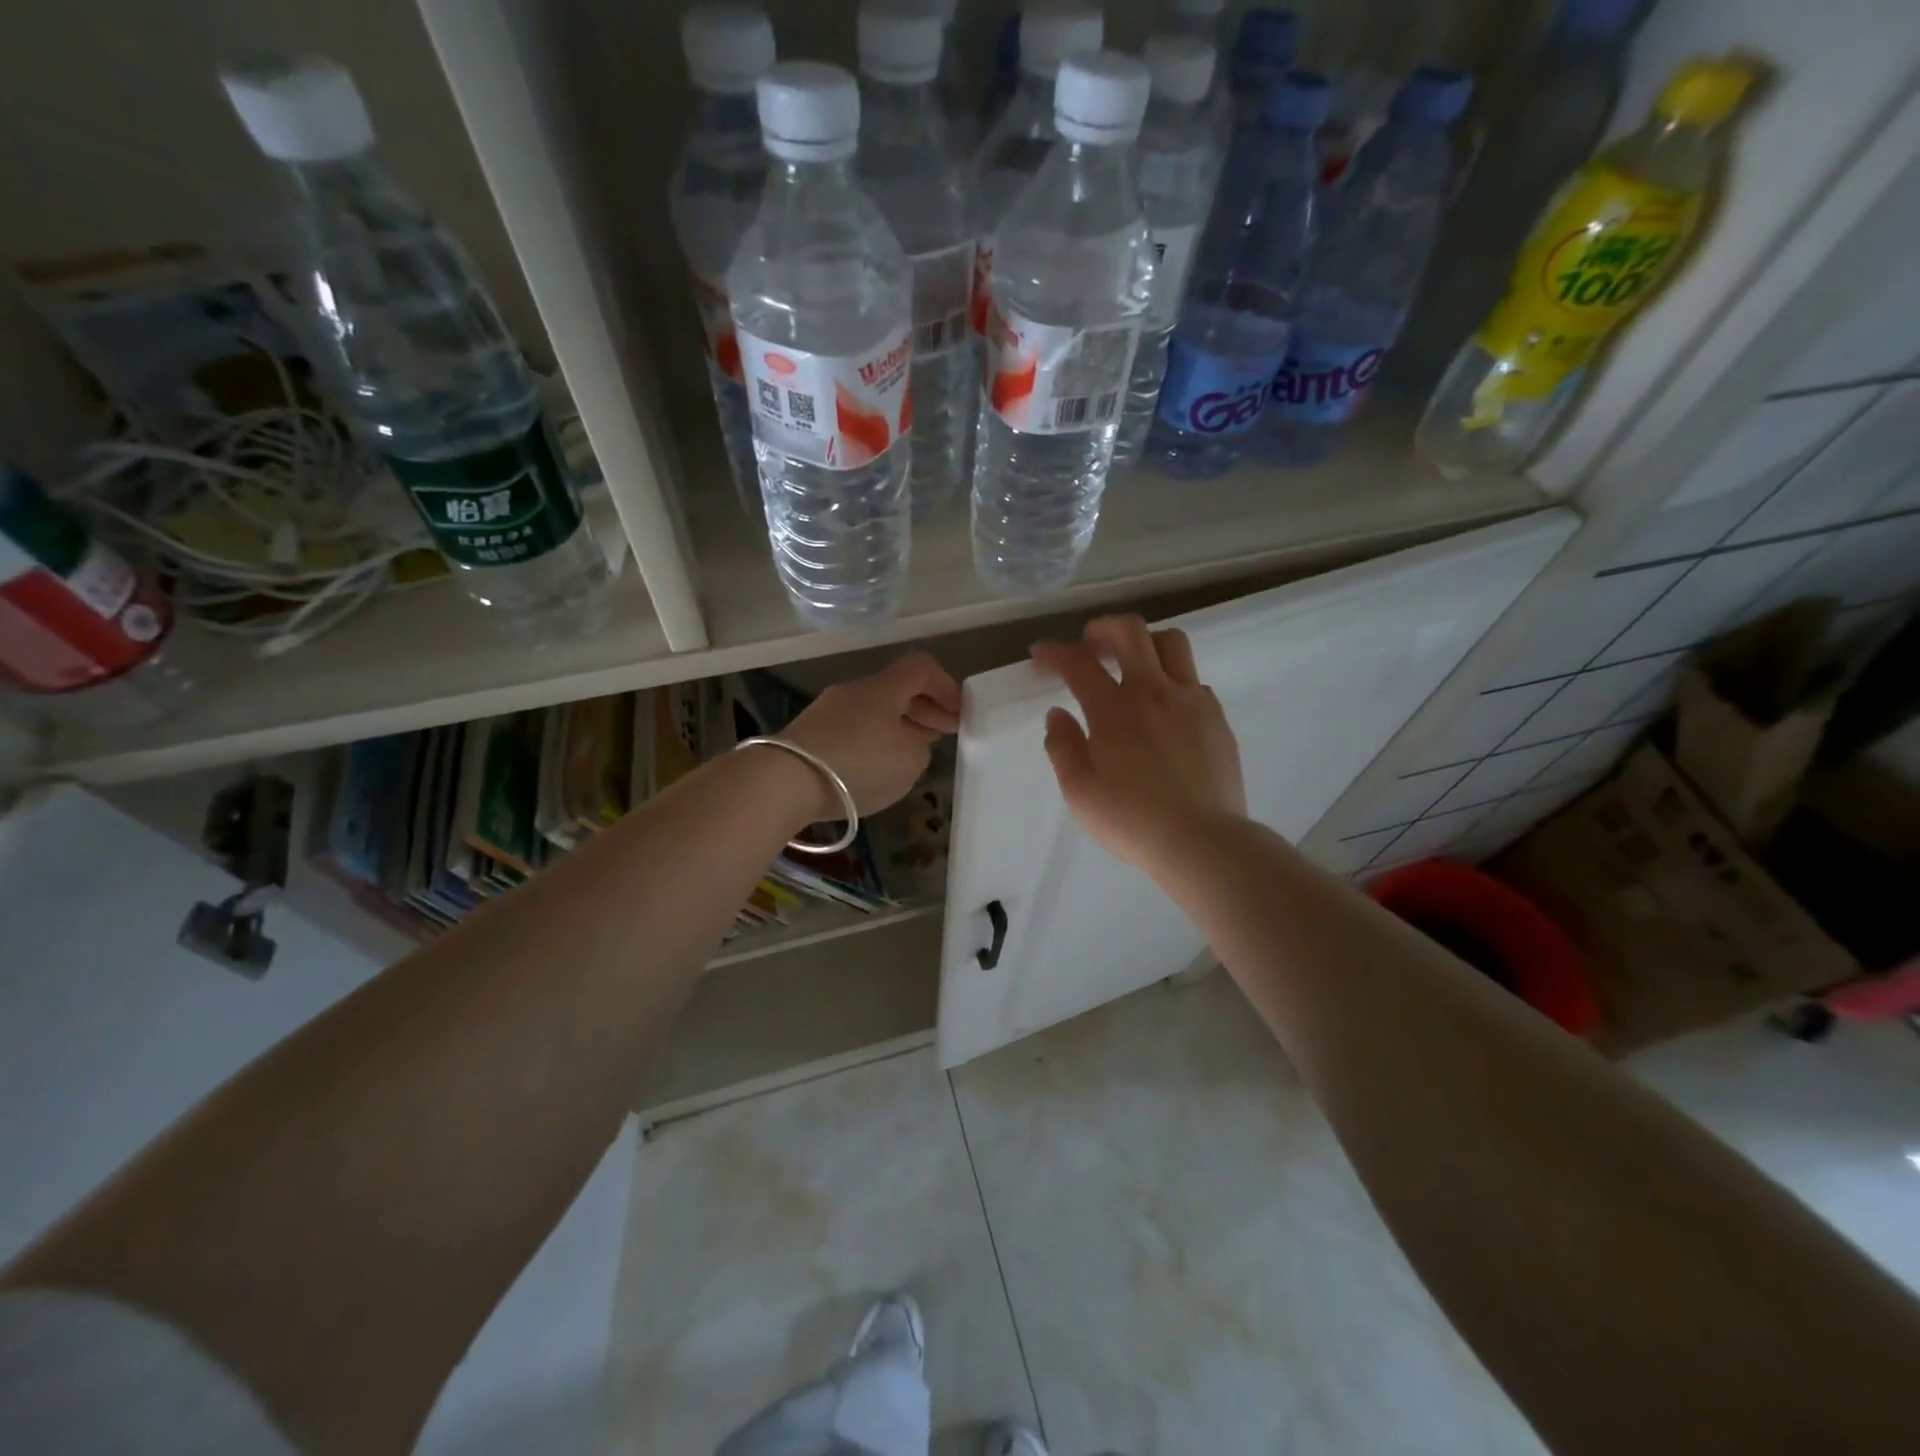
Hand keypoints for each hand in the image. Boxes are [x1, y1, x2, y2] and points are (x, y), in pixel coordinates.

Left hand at [781, 651, 961, 817]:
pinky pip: (853, 729)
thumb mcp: (910, 760)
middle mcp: (855, 690)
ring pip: (874, 710)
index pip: (922, 667)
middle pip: (897, 688)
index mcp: (884, 687)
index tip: (960, 713)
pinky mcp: (810, 735)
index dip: (946, 686)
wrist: (786, 780)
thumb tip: (910, 740)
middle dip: (925, 709)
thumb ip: (921, 746)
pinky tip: (877, 766)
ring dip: (899, 726)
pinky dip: (873, 741)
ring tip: (913, 752)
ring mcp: (828, 711)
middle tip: (945, 733)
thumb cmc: (859, 763)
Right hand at [1031, 616, 1245, 869]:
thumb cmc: (1131, 820)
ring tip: (1131, 665)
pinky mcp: (1216, 717)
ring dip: (1144, 643)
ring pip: (1170, 642)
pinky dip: (1172, 679)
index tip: (1040, 656)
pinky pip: (1193, 679)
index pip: (1078, 662)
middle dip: (1102, 629)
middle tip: (1089, 646)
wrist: (1201, 841)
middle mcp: (1153, 691)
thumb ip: (1063, 746)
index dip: (1054, 653)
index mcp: (1114, 709)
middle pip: (1130, 631)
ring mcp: (1191, 700)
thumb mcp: (1079, 791)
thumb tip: (1058, 714)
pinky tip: (1164, 707)